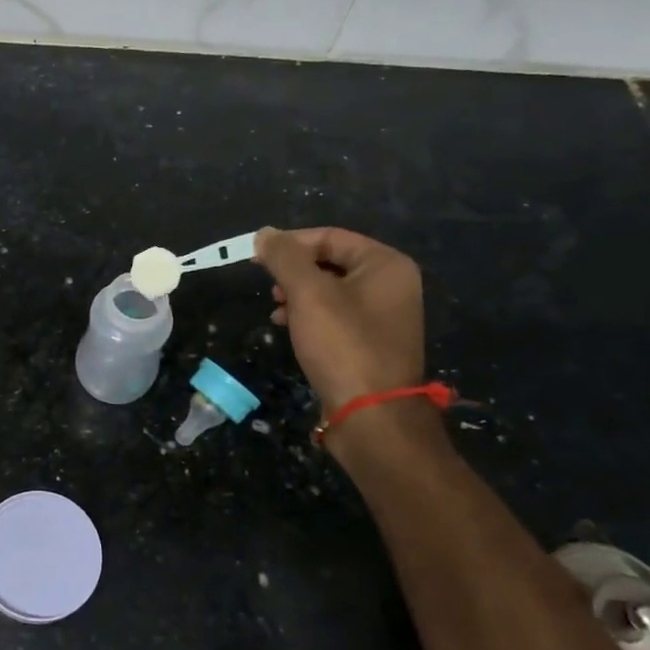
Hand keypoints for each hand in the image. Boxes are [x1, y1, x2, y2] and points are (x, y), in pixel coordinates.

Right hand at [255, 226, 425, 415]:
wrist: (371, 415)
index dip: (290, 244)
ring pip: (330, 291)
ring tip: (275, 309)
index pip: (330, 237)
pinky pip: (335, 316)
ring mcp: (383, 316)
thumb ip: (285, 258)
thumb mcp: (308, 293)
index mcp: (386, 265)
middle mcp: (391, 285)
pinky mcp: (371, 343)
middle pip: (331, 262)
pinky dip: (309, 316)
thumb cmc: (343, 345)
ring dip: (298, 294)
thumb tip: (265, 233)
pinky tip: (287, 327)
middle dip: (294, 272)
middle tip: (268, 286)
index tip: (257, 258)